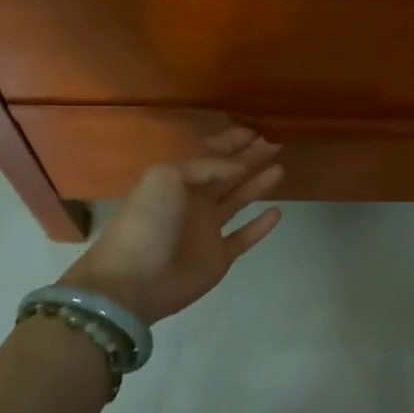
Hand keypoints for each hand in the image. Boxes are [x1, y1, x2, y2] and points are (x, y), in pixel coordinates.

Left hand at [56, 127, 283, 325]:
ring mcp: (207, 229)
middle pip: (228, 174)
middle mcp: (194, 201)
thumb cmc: (147, 222)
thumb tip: (238, 167)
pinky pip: (244, 237)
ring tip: (280, 168)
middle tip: (275, 144)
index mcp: (177, 180)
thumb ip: (205, 166)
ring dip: (258, 184)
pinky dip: (260, 226)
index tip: (255, 131)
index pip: (208, 154)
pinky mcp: (218, 256)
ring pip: (239, 200)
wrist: (132, 280)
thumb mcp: (166, 177)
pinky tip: (277, 212)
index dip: (230, 142)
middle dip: (250, 158)